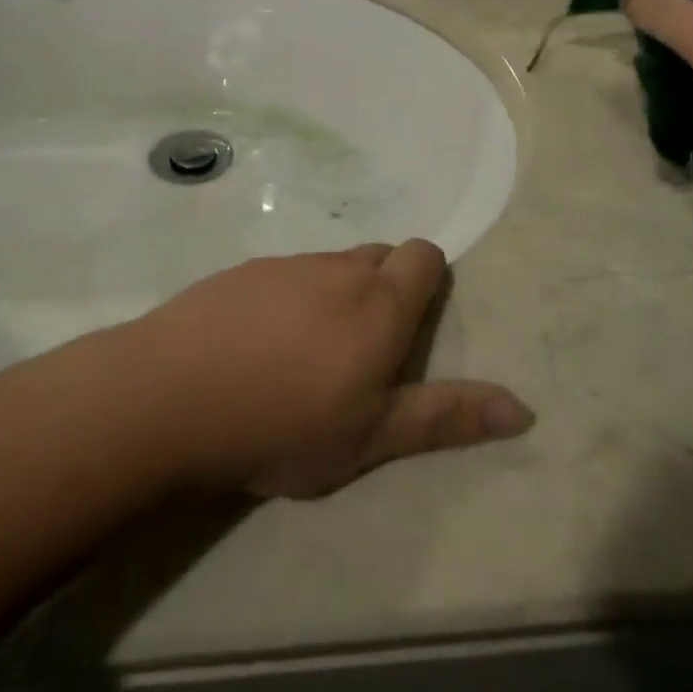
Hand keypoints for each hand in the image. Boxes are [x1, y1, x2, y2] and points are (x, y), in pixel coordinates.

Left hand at [126, 241, 533, 498]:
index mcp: (380, 303)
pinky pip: (286, 274)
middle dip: (384, 289)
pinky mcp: (243, 270)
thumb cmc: (282, 423)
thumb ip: (446, 416)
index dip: (427, 278)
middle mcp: (339, 269)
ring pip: (331, 266)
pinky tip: (259, 344)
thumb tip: (523, 408)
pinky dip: (290, 298)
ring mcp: (287, 264)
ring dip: (335, 295)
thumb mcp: (371, 436)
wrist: (169, 396)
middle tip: (361, 350)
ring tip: (306, 353)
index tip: (410, 325)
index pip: (424, 255)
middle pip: (380, 256)